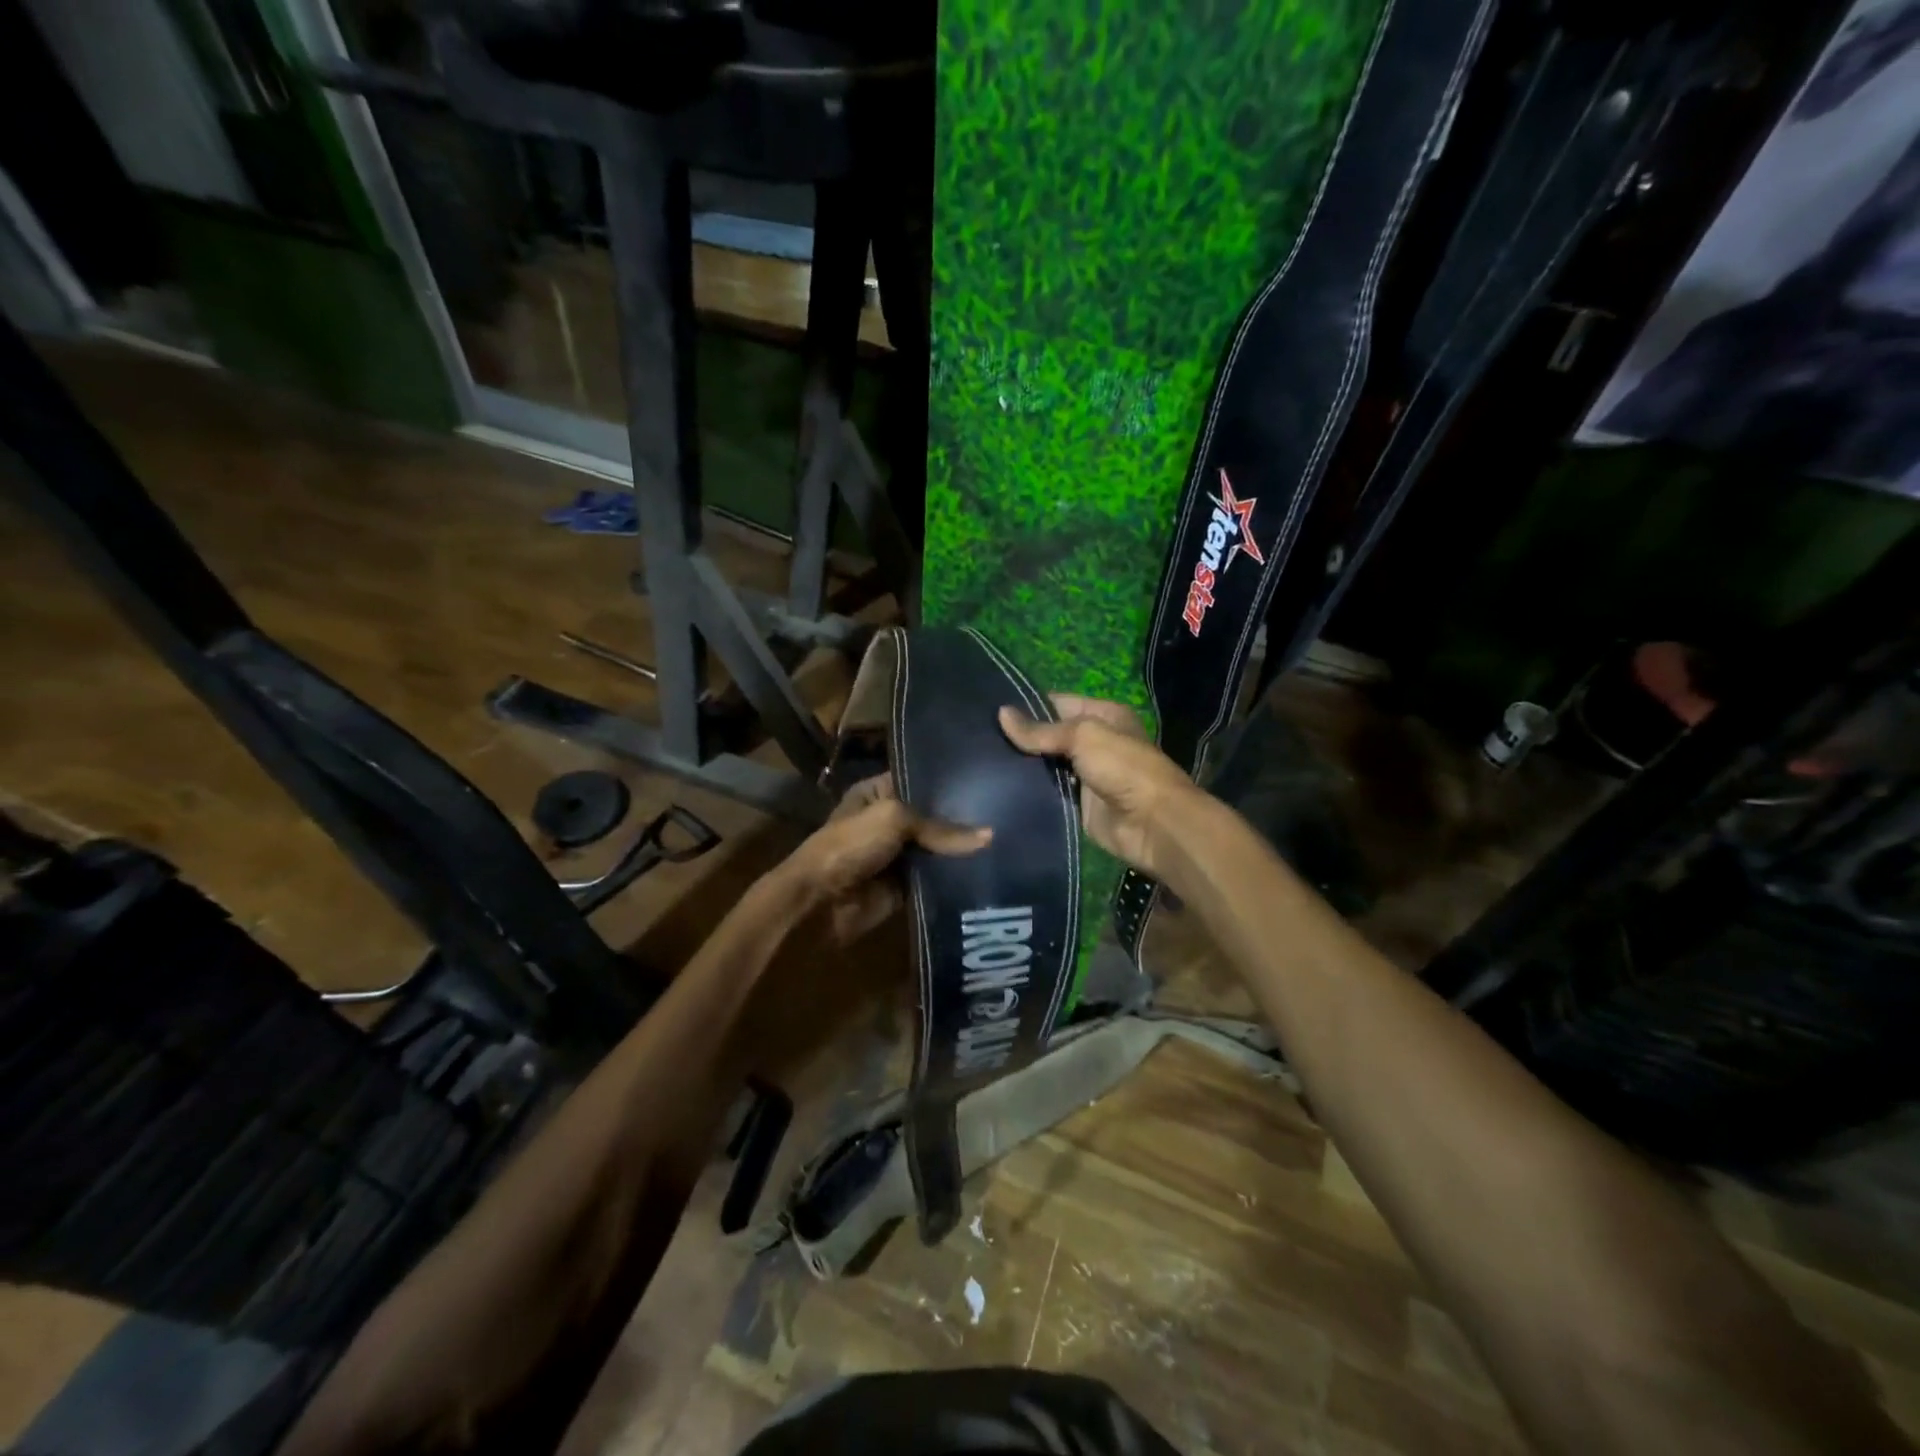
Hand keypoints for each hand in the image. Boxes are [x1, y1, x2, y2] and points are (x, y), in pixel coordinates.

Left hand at [778, 775, 990, 941]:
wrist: (820, 902)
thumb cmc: (851, 845)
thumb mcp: (894, 820)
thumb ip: (940, 828)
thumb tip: (989, 837)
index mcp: (877, 793)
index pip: (919, 779)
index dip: (949, 780)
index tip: (988, 776)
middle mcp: (888, 820)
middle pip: (932, 816)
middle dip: (962, 816)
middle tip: (1007, 810)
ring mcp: (897, 854)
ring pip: (936, 848)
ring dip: (961, 849)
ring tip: (1008, 838)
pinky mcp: (905, 885)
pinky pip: (935, 877)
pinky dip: (954, 876)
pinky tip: (989, 869)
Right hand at [998, 696, 1202, 879]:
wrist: (1152, 823)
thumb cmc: (1123, 767)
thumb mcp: (1083, 736)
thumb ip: (1041, 730)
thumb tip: (1001, 714)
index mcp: (1102, 715)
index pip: (1055, 703)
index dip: (1025, 705)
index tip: (987, 709)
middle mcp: (1093, 741)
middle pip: (1048, 735)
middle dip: (1019, 737)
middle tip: (977, 737)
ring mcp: (1083, 774)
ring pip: (1044, 765)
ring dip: (1020, 766)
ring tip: (979, 760)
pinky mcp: (1076, 804)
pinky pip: (1046, 793)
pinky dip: (1027, 791)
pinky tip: (997, 786)